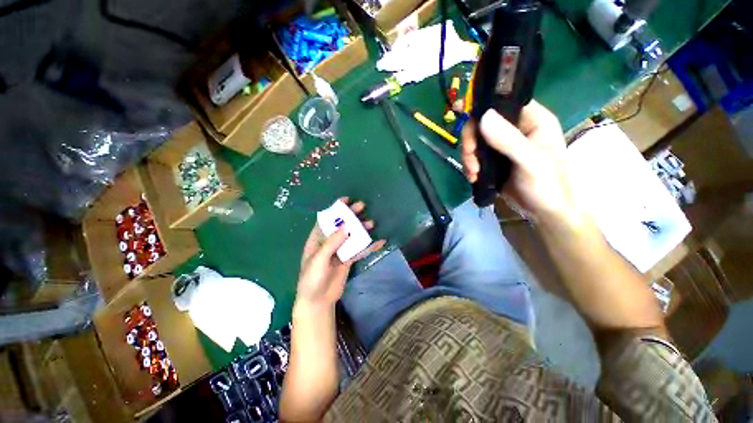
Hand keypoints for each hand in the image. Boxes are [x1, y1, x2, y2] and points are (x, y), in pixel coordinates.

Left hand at [295, 199, 385, 310]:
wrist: (318, 301)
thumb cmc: (312, 279)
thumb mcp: (318, 260)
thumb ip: (331, 243)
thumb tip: (345, 226)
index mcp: (317, 240)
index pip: (326, 220)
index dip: (335, 209)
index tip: (346, 200)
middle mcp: (329, 243)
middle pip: (341, 226)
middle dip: (351, 216)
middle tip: (362, 207)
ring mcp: (339, 251)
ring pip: (352, 236)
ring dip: (361, 229)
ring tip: (371, 223)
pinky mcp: (348, 260)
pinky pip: (359, 250)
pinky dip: (368, 246)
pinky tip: (378, 242)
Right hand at [461, 101, 576, 221]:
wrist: (543, 212)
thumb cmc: (547, 185)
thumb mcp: (531, 162)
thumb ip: (509, 140)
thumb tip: (484, 116)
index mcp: (532, 119)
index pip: (503, 102)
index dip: (481, 107)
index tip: (461, 116)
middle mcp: (516, 128)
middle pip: (482, 122)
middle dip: (471, 142)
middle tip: (471, 159)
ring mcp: (502, 144)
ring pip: (475, 140)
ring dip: (468, 156)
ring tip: (473, 173)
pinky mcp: (493, 159)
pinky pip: (474, 155)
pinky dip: (469, 165)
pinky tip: (473, 177)